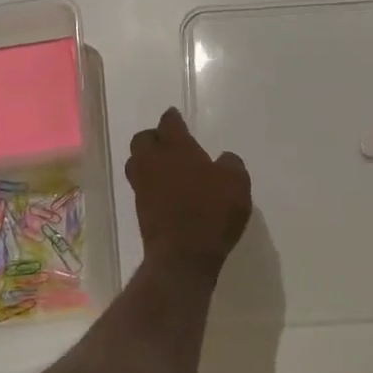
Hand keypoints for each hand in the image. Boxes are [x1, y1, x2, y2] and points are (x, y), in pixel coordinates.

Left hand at [126, 108, 252, 279]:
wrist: (183, 257)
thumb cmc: (212, 211)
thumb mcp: (236, 183)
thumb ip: (230, 164)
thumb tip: (223, 159)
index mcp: (176, 148)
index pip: (169, 123)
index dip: (173, 118)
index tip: (175, 116)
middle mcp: (153, 162)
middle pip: (143, 140)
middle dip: (154, 137)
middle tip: (169, 142)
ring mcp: (143, 187)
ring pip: (137, 162)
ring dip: (148, 160)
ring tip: (165, 166)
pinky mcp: (141, 210)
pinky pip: (142, 186)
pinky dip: (151, 183)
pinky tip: (167, 190)